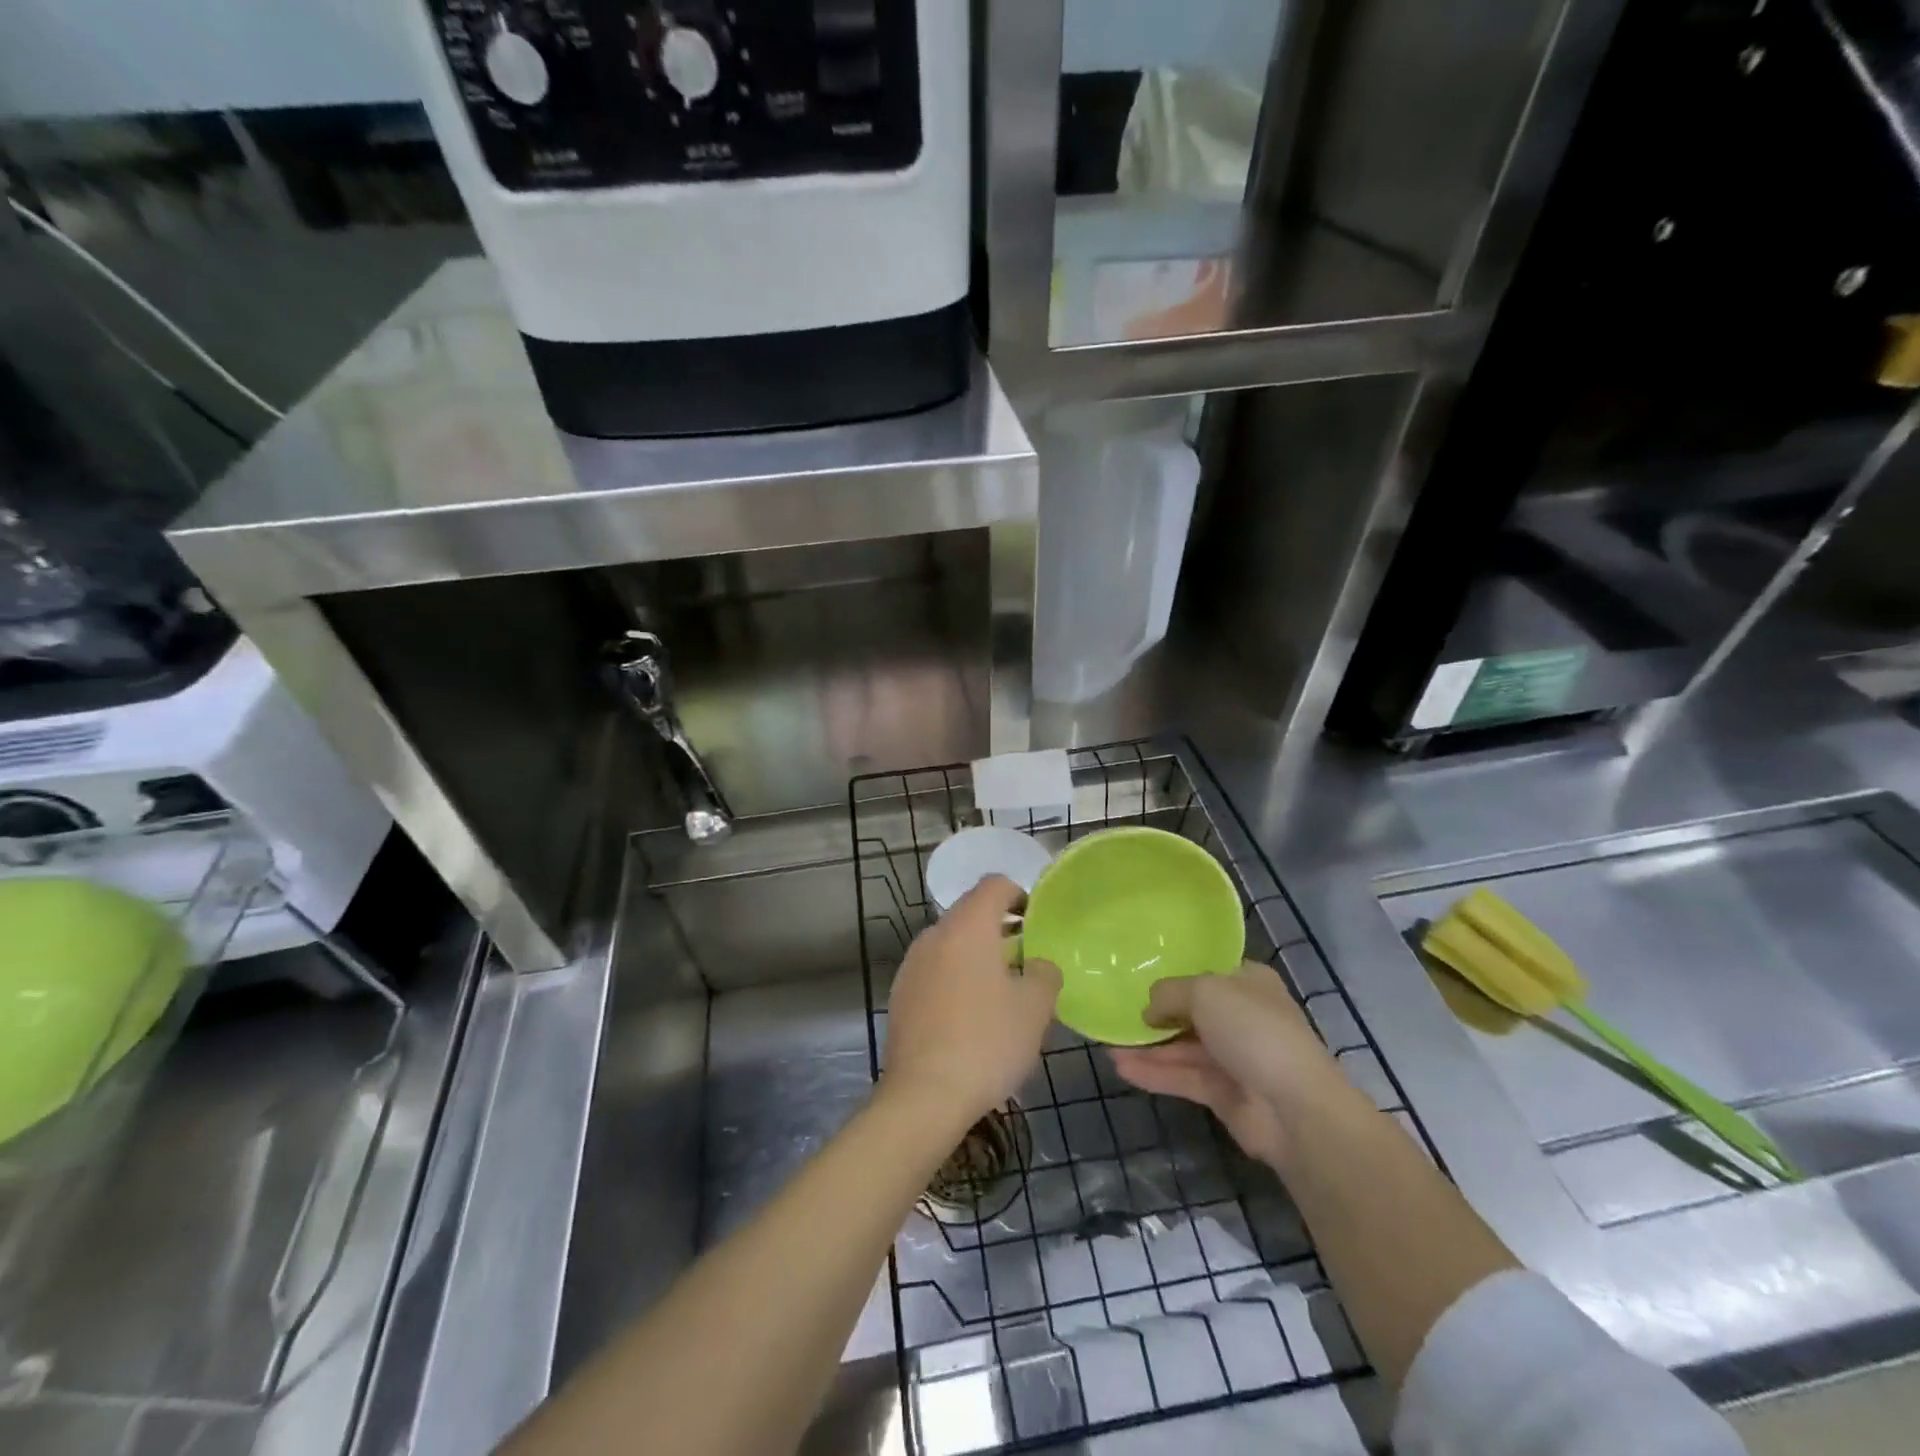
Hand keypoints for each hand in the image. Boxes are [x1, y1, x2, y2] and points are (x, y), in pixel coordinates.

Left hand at [883, 875, 1061, 1124]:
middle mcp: (934, 934)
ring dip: (976, 956)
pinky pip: (935, 970)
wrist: (924, 1095)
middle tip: (1026, 962)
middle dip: (1000, 930)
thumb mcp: (1035, 1008)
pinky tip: (969, 1017)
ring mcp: (912, 964)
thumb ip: (1045, 972)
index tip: (1036, 925)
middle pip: (971, 913)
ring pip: (951, 944)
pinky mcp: (899, 993)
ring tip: (1000, 993)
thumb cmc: (987, 1042)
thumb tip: (1039, 964)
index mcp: (968, 926)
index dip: (1020, 896)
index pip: (994, 884)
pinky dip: (955, 978)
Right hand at [1108, 961, 1339, 1168]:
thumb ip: (1168, 993)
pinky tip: (1121, 1067)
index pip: (1207, 973)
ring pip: (1183, 1047)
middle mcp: (1242, 1016)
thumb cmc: (1253, 1030)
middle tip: (1117, 1013)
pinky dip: (1154, 1073)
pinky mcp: (1223, 1094)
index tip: (1139, 977)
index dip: (1176, 975)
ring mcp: (1233, 1057)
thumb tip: (1149, 1010)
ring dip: (1148, 1047)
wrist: (1295, 1108)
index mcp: (1248, 983)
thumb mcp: (1204, 992)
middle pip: (1192, 1011)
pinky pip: (1182, 1077)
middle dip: (1156, 1014)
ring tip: (1108, 1043)